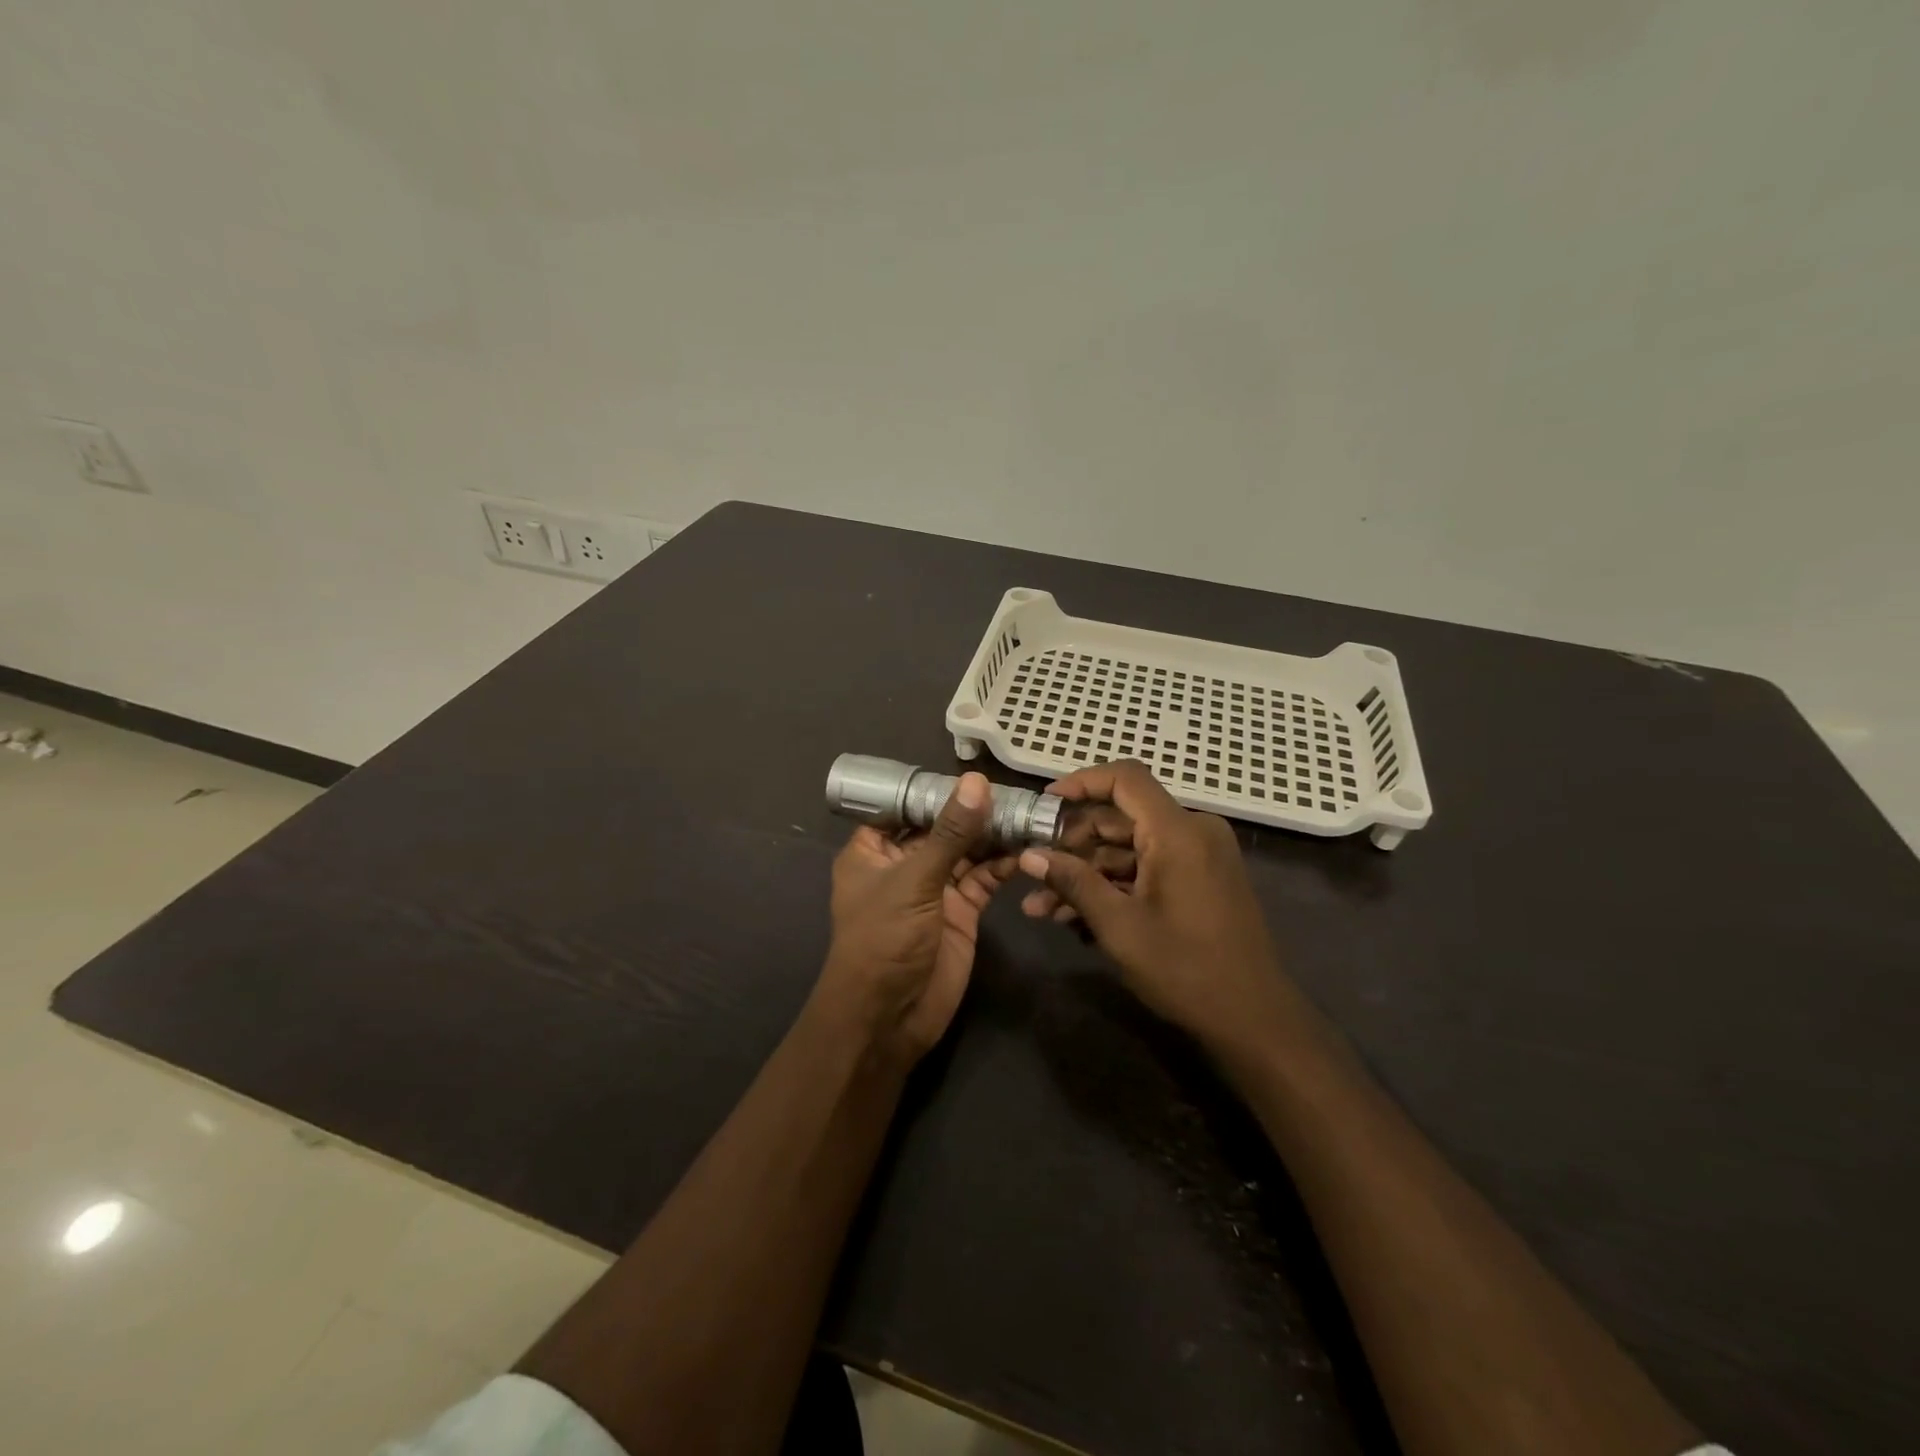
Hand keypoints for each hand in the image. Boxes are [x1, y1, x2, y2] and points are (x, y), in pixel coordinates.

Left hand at [816, 772, 1001, 1065]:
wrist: (890, 1019)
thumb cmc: (884, 940)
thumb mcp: (914, 880)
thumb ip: (950, 833)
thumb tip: (976, 781)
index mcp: (873, 851)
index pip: (904, 806)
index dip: (935, 789)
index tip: (973, 769)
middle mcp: (904, 864)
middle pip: (942, 827)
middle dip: (973, 810)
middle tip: (1014, 790)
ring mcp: (934, 888)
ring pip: (967, 851)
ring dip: (993, 835)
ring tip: (1028, 813)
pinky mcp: (961, 911)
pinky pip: (984, 879)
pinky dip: (1004, 864)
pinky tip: (1028, 848)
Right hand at [1015, 760, 1292, 1050]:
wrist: (1255, 1021)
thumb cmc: (1186, 970)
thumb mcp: (1119, 926)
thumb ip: (1073, 883)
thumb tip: (1028, 855)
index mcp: (1178, 832)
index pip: (1125, 778)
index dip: (1080, 783)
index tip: (1044, 806)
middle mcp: (1193, 832)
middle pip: (1121, 817)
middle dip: (1072, 846)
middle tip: (1033, 871)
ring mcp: (1198, 857)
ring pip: (1129, 849)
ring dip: (1086, 874)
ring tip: (1040, 907)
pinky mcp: (1199, 880)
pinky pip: (1147, 868)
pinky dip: (1113, 886)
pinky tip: (1073, 918)